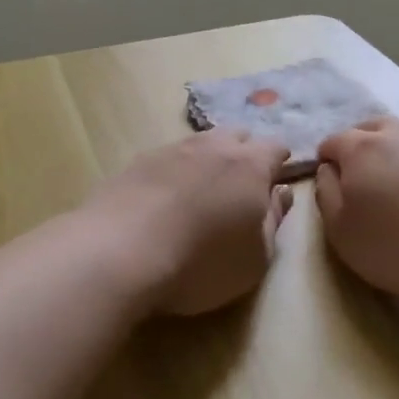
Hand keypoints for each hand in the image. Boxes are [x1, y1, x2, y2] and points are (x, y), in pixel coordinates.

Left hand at [86, 130, 294, 316]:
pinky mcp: (136, 162)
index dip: (280, 163)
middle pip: (237, 135)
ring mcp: (171, 150)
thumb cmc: (201, 263)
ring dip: (207, 160)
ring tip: (201, 192)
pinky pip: (167, 159)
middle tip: (240, 186)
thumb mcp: (255, 258)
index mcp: (250, 166)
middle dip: (244, 153)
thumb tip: (280, 193)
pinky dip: (173, 173)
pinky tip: (164, 199)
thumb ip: (273, 221)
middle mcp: (212, 147)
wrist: (118, 254)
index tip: (275, 183)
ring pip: (199, 144)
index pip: (276, 147)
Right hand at [315, 118, 398, 299]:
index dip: (326, 159)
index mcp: (362, 149)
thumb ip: (326, 195)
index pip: (333, 141)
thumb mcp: (342, 232)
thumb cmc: (398, 244)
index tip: (330, 180)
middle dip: (361, 144)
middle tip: (363, 175)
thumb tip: (327, 171)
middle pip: (373, 128)